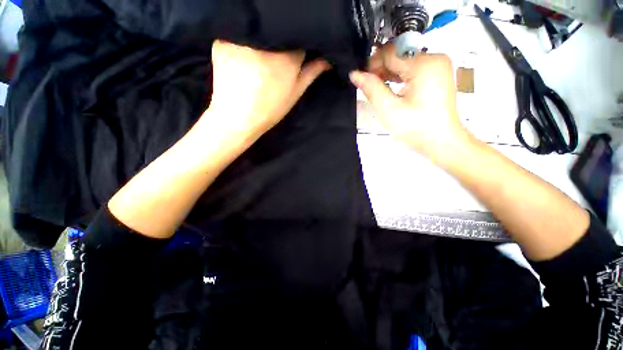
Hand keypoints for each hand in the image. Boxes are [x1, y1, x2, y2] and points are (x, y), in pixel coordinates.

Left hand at [206, 40, 330, 141]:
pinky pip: (239, 35)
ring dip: (261, 41)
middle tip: (275, 59)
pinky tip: (243, 58)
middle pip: (277, 31)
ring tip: (259, 59)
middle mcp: (265, 42)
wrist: (237, 117)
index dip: (298, 45)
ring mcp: (241, 39)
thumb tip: (328, 59)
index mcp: (287, 56)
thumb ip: (312, 72)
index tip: (295, 55)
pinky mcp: (222, 41)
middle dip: (280, 42)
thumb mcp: (295, 92)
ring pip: (259, 30)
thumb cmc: (270, 108)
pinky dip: (242, 43)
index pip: (298, 36)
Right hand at [350, 44, 472, 163]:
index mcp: (424, 64)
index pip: (391, 52)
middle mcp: (434, 58)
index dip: (372, 63)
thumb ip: (371, 89)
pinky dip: (399, 76)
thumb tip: (355, 74)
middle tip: (369, 86)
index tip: (361, 79)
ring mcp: (438, 66)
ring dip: (389, 73)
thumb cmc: (416, 127)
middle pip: (399, 55)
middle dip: (381, 68)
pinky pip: (413, 68)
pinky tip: (391, 88)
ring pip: (405, 61)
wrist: (441, 141)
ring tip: (379, 89)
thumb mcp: (389, 109)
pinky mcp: (437, 74)